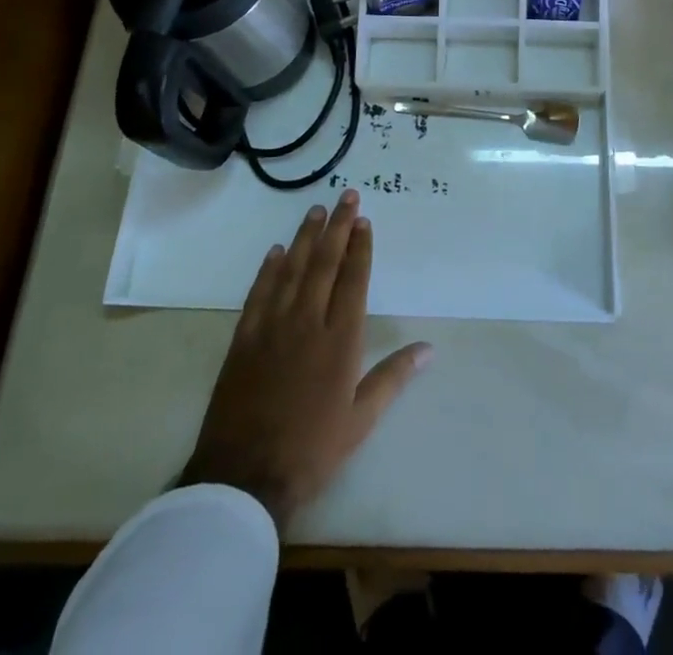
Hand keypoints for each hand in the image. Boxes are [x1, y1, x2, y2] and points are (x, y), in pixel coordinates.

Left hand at [177, 191, 431, 533]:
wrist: (244, 476)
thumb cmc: (311, 449)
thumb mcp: (360, 420)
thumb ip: (393, 377)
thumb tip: (428, 348)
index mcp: (340, 340)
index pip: (353, 279)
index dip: (360, 247)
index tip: (364, 221)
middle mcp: (308, 322)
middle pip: (324, 263)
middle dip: (337, 227)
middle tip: (346, 197)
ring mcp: (272, 327)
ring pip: (292, 269)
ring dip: (305, 237)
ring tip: (316, 211)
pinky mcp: (244, 338)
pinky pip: (259, 292)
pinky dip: (269, 269)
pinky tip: (276, 251)